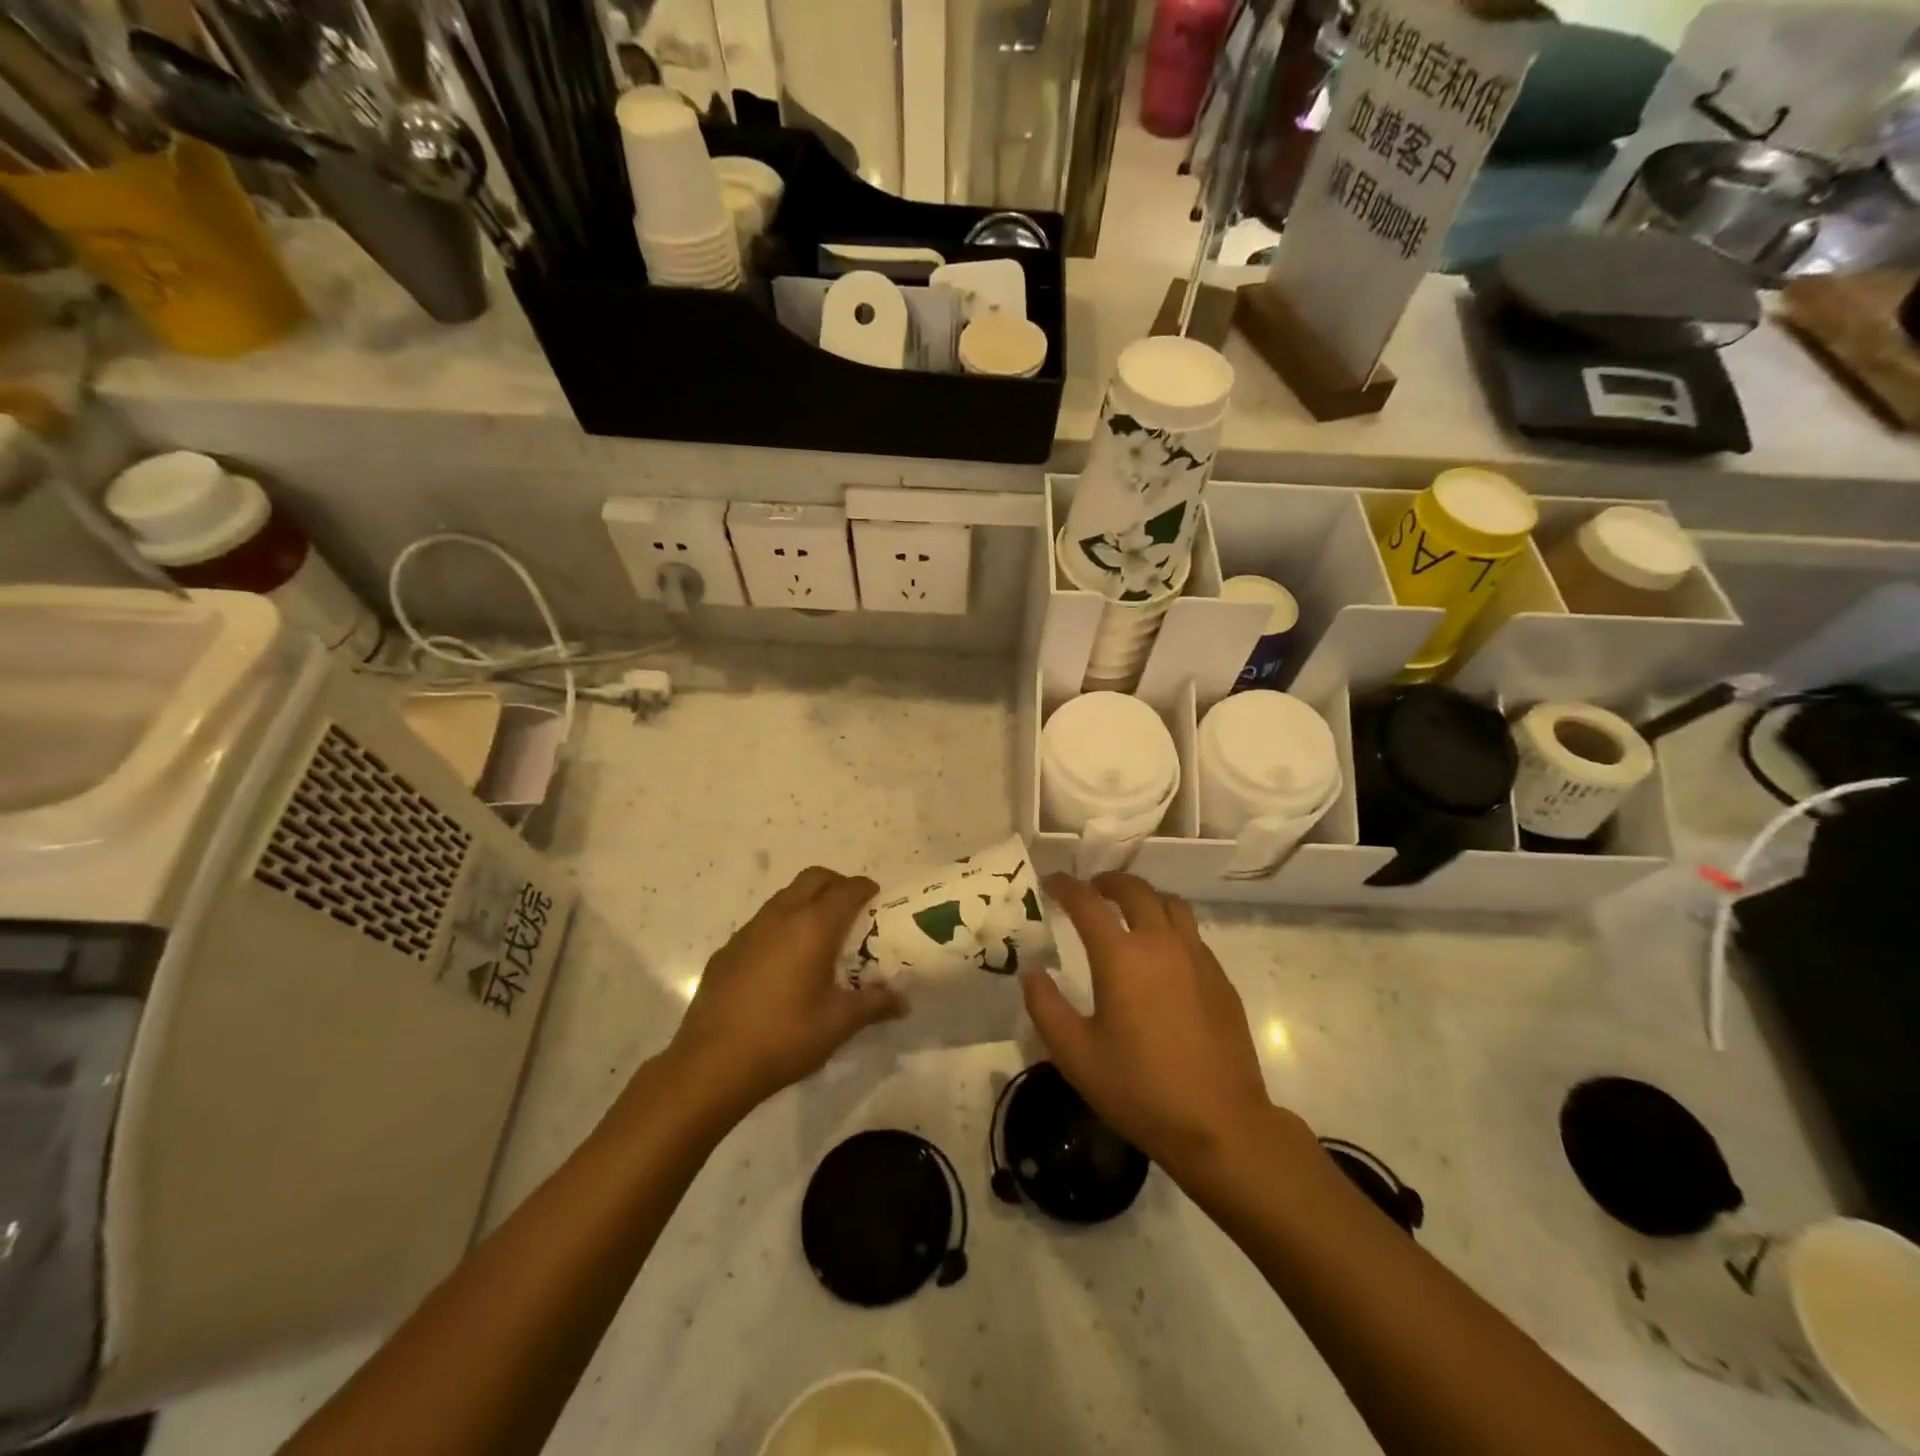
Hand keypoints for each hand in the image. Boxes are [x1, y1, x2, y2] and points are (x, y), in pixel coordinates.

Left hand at [667, 867, 905, 1116]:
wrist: (712, 1063)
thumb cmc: (785, 1037)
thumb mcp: (839, 1024)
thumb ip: (874, 1005)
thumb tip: (903, 1002)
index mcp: (814, 926)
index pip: (846, 890)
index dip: (865, 888)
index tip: (877, 898)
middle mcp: (782, 916)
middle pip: (813, 878)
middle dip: (836, 884)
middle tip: (851, 908)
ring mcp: (749, 930)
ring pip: (785, 896)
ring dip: (806, 901)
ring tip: (819, 934)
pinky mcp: (727, 949)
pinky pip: (762, 922)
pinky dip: (781, 926)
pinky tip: (783, 963)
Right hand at [1022, 873, 1279, 1180]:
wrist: (1220, 1124)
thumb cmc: (1140, 1090)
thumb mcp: (1075, 1055)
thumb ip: (1046, 1007)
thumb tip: (1032, 972)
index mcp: (1121, 957)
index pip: (1087, 902)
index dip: (1065, 886)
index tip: (1051, 882)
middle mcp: (1161, 943)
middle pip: (1135, 890)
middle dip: (1108, 882)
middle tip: (1092, 889)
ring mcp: (1197, 957)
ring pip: (1170, 904)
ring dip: (1144, 897)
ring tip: (1128, 910)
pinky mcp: (1220, 977)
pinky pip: (1191, 932)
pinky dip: (1169, 925)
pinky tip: (1162, 953)